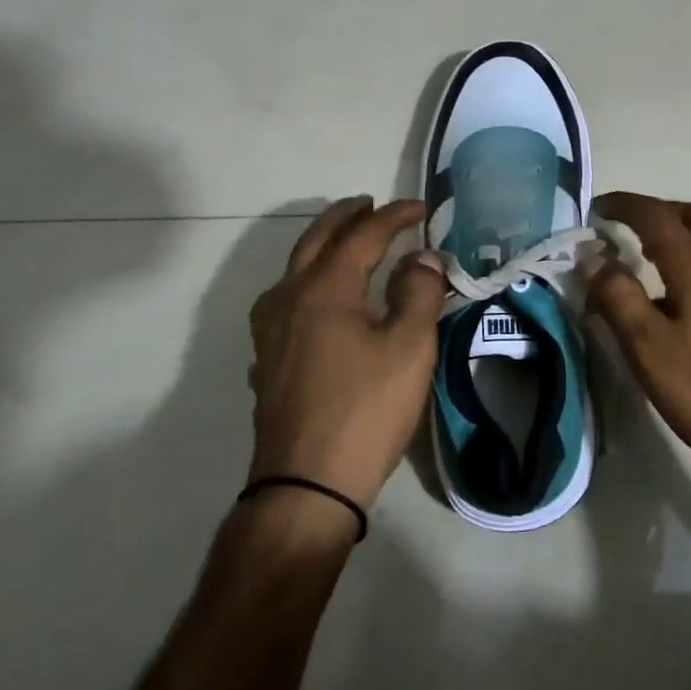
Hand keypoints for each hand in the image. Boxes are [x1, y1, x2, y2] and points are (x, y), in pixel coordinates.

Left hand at [248, 196, 447, 512]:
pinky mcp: (268, 360)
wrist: (306, 485)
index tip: (421, 207)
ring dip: (323, 245)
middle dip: (346, 217)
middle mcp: (288, 299)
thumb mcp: (409, 348)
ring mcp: (271, 332)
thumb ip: (419, 292)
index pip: (362, 236)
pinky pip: (286, 300)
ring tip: (347, 241)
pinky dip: (309, 280)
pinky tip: (321, 299)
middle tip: (370, 205)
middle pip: (316, 241)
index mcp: (323, 289)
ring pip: (294, 269)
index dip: (393, 216)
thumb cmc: (366, 411)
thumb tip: (422, 258)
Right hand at [585, 192, 690, 490]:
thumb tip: (593, 257)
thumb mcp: (649, 347)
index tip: (594, 208)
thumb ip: (618, 296)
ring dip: (673, 236)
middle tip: (623, 226)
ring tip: (637, 260)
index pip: (657, 217)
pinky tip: (665, 302)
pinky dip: (684, 264)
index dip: (624, 205)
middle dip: (657, 211)